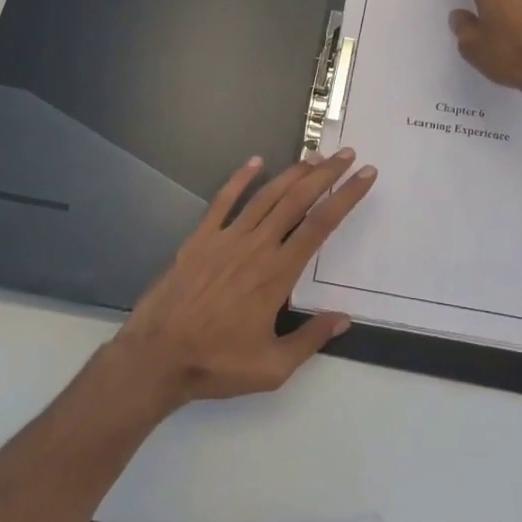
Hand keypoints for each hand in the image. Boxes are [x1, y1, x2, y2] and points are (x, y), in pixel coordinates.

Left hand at [113, 149, 375, 406]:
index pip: (321, 225)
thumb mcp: (272, 368)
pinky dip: (240, 179)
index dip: (346, 196)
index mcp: (277, 274)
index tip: (365, 176)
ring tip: (314, 156)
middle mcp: (256, 247)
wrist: (156, 357)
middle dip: (326, 174)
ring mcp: (226, 239)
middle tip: (347, 154)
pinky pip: (223, 201)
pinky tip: (255, 162)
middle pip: (298, 200)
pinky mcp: (200, 239)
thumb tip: (344, 318)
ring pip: (266, 196)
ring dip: (293, 173)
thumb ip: (310, 339)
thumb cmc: (216, 363)